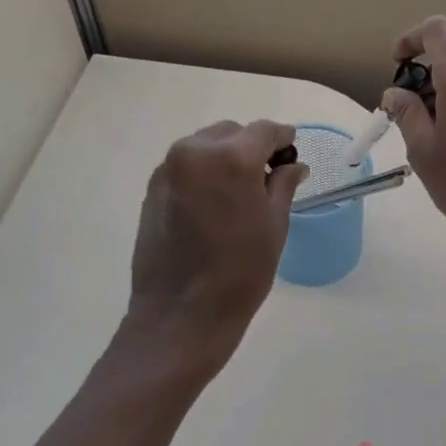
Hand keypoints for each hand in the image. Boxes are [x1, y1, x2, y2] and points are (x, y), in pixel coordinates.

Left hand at [128, 120, 307, 351]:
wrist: (181, 314)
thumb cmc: (240, 271)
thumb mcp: (274, 225)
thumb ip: (283, 184)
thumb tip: (293, 165)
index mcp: (230, 158)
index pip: (264, 131)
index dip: (282, 138)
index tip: (292, 151)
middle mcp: (194, 152)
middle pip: (231, 134)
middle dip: (251, 148)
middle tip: (267, 178)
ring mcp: (168, 169)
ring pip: (205, 147)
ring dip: (225, 159)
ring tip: (239, 193)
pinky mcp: (152, 189)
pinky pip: (186, 167)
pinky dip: (203, 174)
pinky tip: (213, 205)